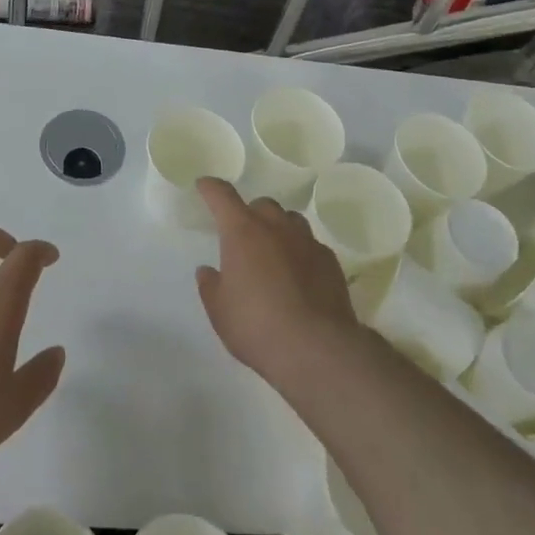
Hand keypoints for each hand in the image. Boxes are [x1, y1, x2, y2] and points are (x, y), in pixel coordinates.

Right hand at [194, 179, 362, 388]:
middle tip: (243, 235)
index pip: (222, 196)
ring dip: (279, 229)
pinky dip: (300, 252)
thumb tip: (208, 271)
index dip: (211, 188)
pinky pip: (311, 245)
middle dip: (250, 214)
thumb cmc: (256, 326)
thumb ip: (211, 286)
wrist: (316, 348)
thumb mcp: (220, 311)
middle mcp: (276, 228)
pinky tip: (299, 275)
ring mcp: (307, 242)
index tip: (204, 186)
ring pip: (291, 220)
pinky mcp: (330, 261)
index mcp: (242, 232)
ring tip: (273, 252)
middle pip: (262, 205)